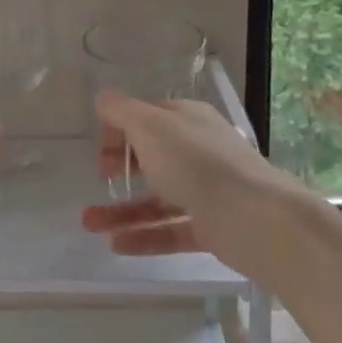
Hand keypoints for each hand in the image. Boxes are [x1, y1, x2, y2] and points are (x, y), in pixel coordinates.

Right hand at [78, 90, 294, 279]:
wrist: (253, 217)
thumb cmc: (195, 162)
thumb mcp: (150, 126)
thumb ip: (121, 111)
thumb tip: (102, 97)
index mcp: (188, 121)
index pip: (148, 118)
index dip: (120, 130)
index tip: (99, 148)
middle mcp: (198, 152)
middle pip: (152, 158)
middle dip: (120, 169)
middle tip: (98, 179)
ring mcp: (206, 192)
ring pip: (157, 200)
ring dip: (121, 211)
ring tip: (88, 224)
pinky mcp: (210, 228)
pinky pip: (170, 231)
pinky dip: (143, 237)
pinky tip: (115, 245)